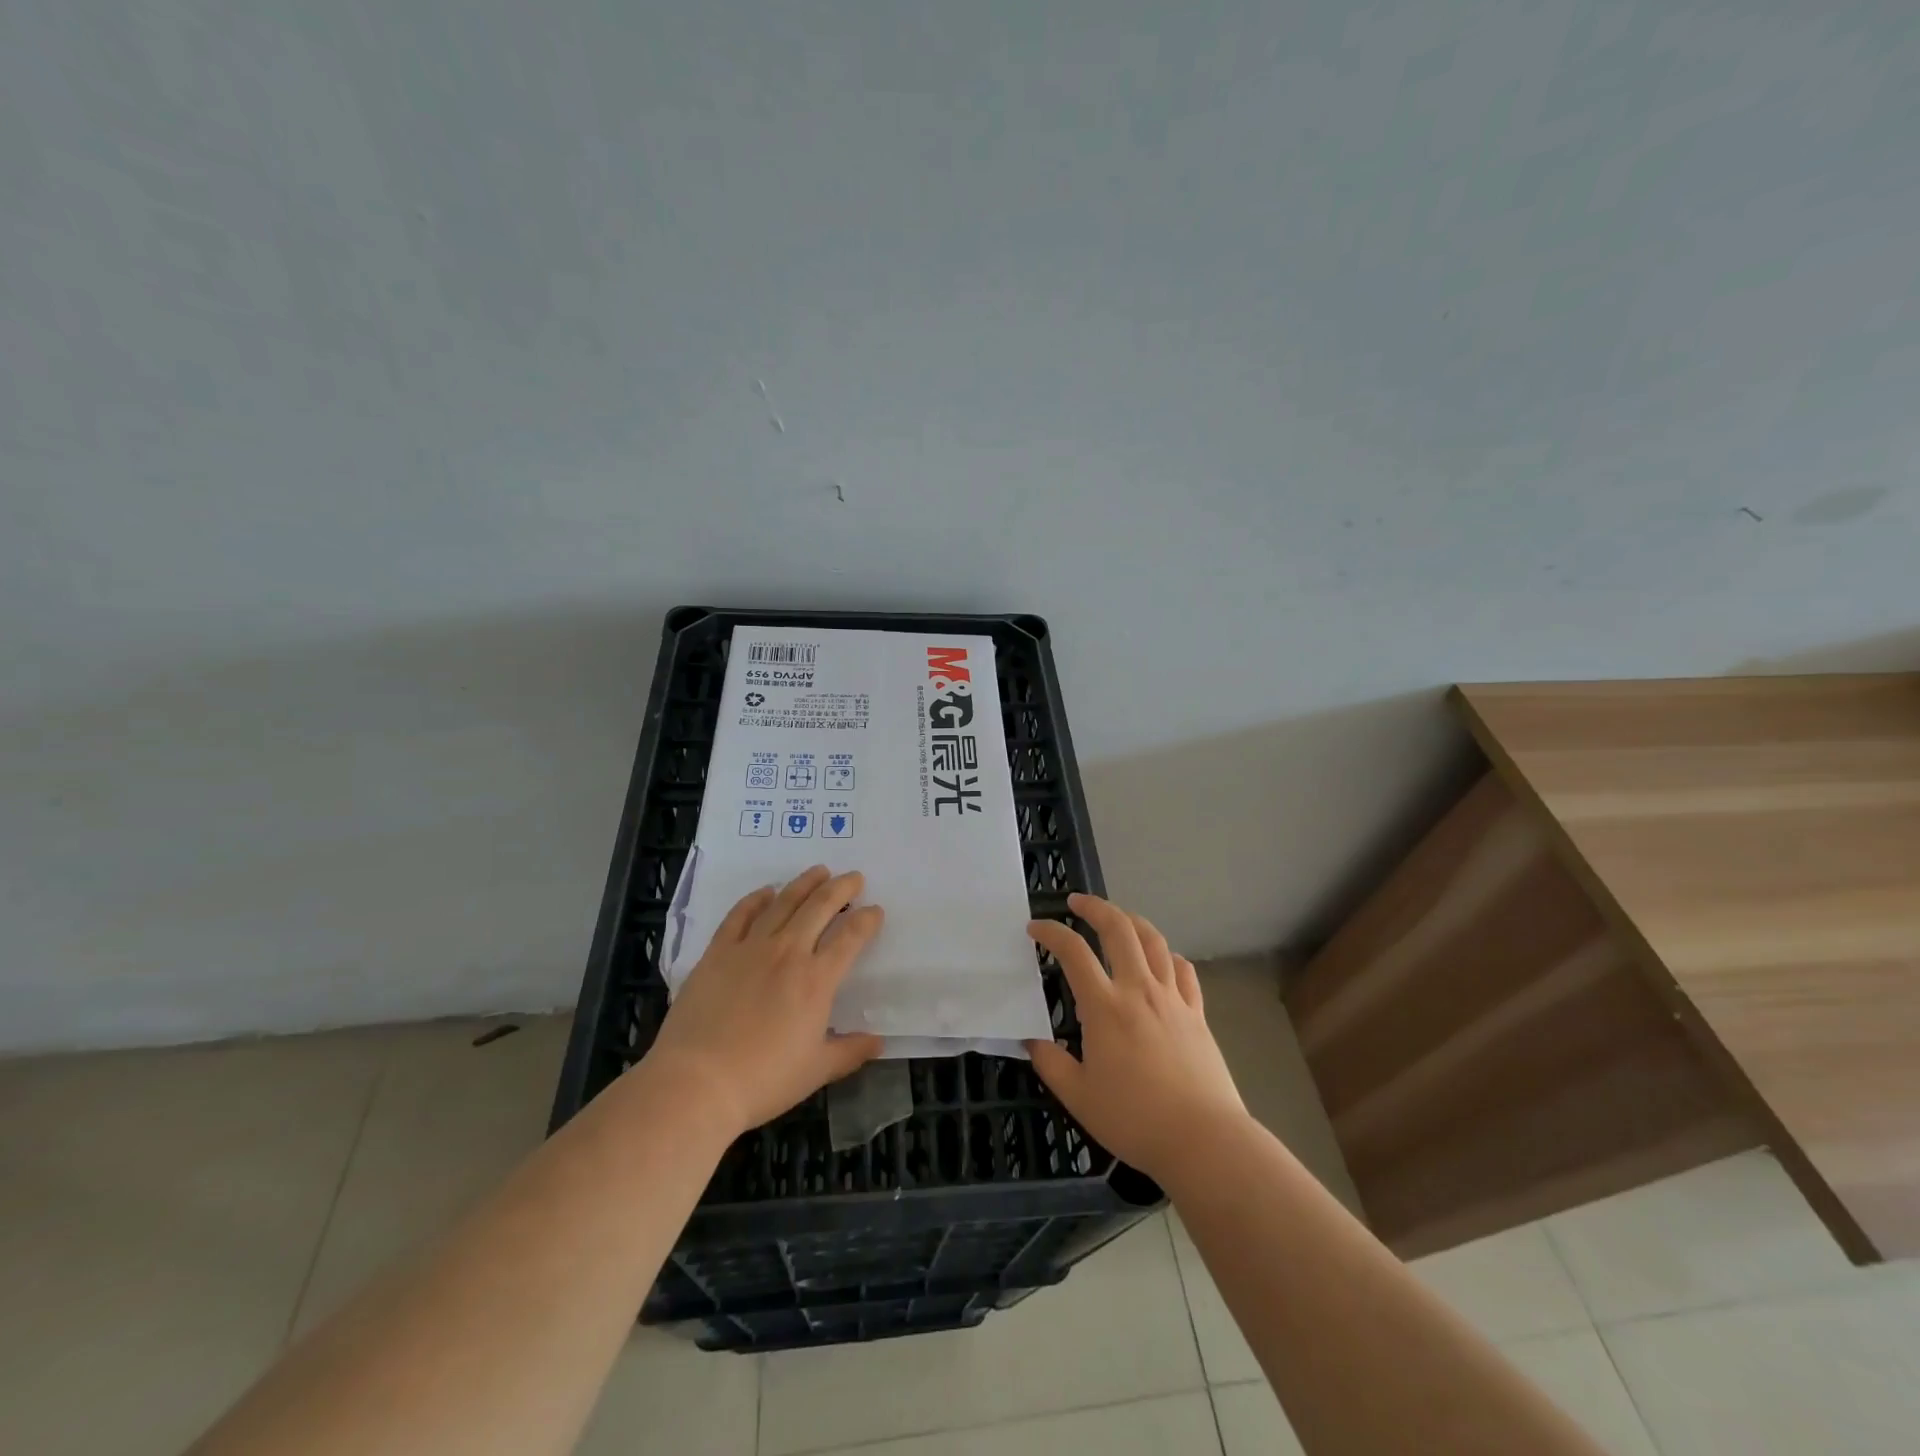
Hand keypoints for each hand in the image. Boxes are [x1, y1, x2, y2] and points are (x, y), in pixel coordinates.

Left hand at [645, 866, 884, 1137]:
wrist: (696, 1083)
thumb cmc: (762, 1080)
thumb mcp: (816, 1071)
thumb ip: (850, 1051)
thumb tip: (879, 1042)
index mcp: (816, 980)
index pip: (850, 937)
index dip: (867, 920)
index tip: (876, 910)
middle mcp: (788, 953)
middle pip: (820, 907)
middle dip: (841, 888)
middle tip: (854, 877)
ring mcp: (750, 948)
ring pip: (783, 902)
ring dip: (804, 883)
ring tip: (818, 871)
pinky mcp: (717, 953)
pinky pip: (740, 915)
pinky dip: (755, 899)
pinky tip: (765, 892)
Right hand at [1025, 893, 1247, 1183]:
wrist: (1203, 1139)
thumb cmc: (1134, 1119)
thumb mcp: (1078, 1097)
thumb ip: (1051, 1064)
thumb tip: (1032, 1041)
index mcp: (1105, 1007)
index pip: (1073, 953)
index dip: (1051, 933)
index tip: (1035, 928)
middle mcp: (1139, 990)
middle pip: (1119, 929)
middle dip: (1095, 907)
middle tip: (1076, 902)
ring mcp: (1173, 998)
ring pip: (1154, 941)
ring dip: (1132, 920)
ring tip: (1118, 917)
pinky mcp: (1197, 1013)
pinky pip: (1184, 970)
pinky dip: (1168, 955)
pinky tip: (1162, 959)